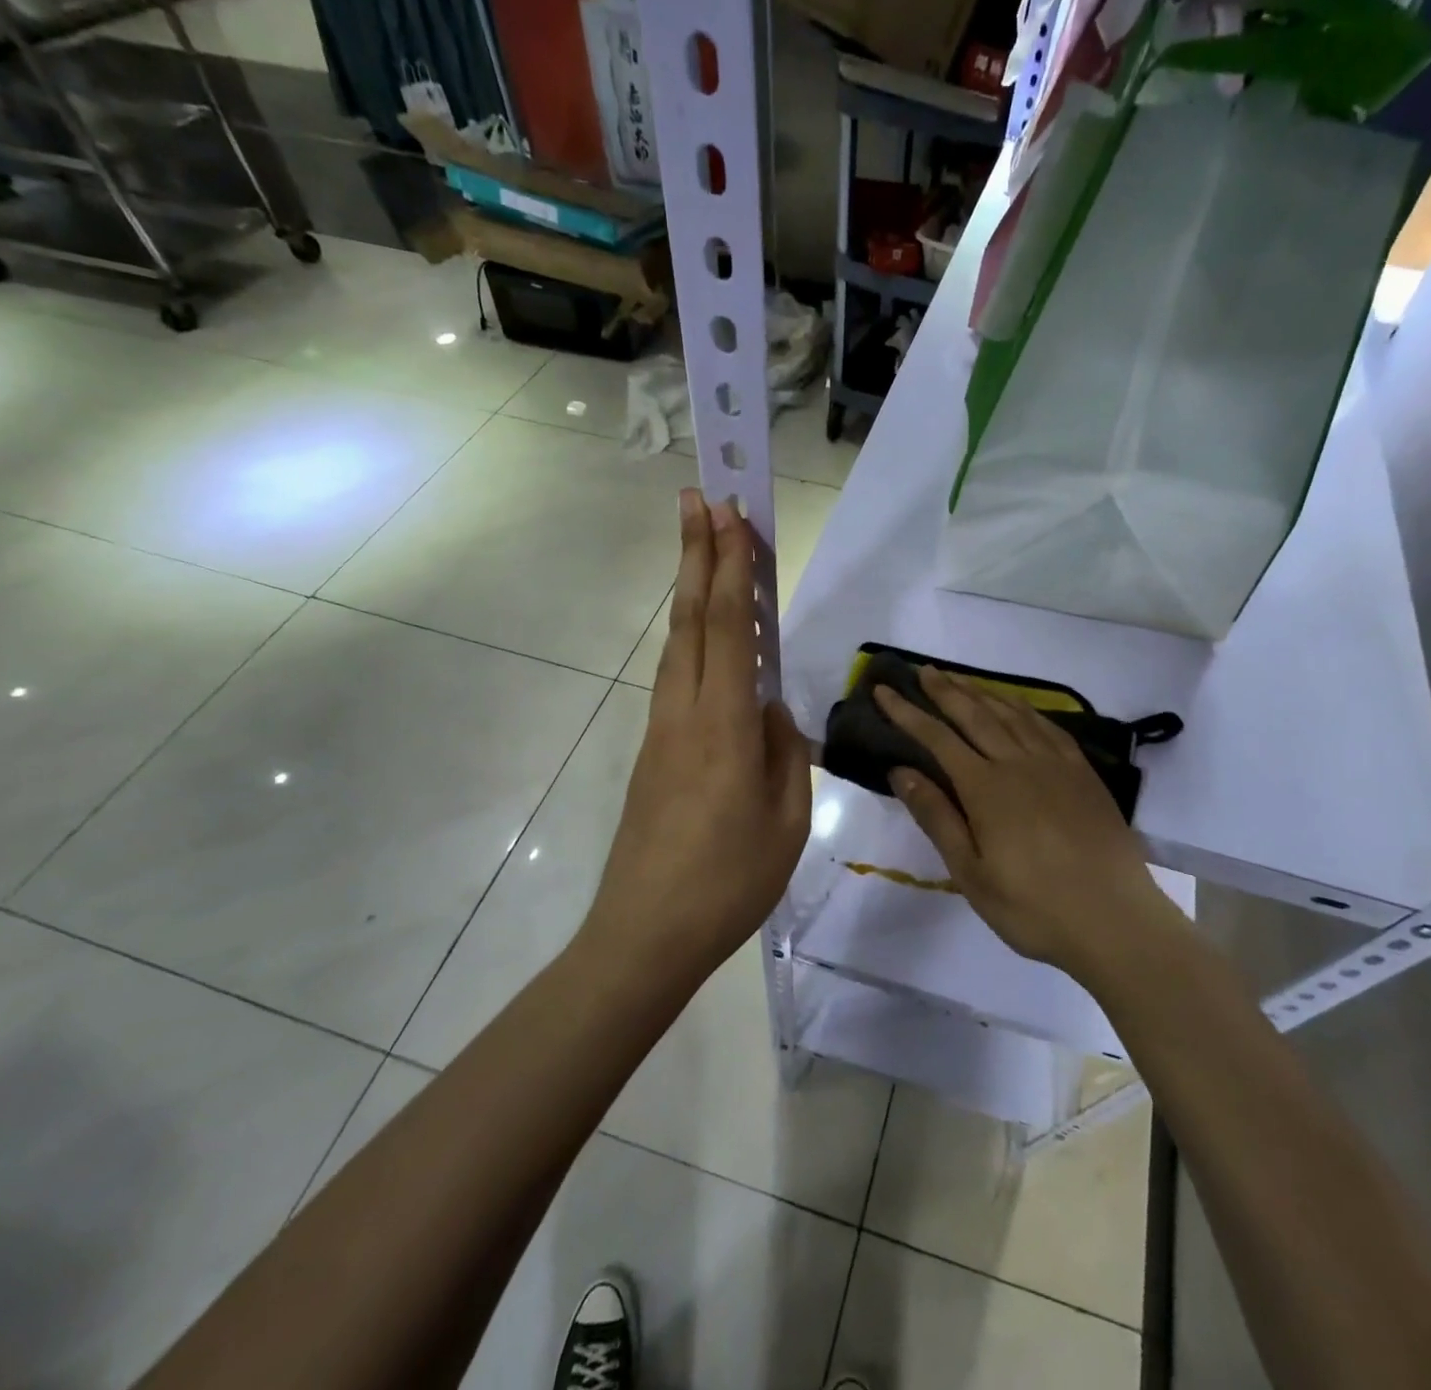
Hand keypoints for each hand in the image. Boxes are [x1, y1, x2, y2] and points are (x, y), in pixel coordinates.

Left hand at [582, 490, 810, 981]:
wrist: (645, 933)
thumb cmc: (728, 883)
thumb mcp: (785, 821)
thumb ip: (783, 754)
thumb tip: (771, 711)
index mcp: (723, 726)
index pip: (729, 628)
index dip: (729, 567)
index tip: (728, 515)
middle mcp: (685, 712)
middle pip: (691, 618)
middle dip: (697, 554)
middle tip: (700, 499)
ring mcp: (662, 730)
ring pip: (677, 643)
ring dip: (691, 590)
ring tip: (704, 549)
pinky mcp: (654, 750)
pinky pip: (676, 676)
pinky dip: (692, 636)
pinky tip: (706, 635)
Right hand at [876, 668, 1177, 981]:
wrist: (1115, 921)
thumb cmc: (1033, 907)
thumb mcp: (971, 873)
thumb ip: (937, 817)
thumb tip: (901, 770)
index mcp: (986, 788)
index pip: (937, 738)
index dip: (908, 713)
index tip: (884, 691)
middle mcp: (1019, 763)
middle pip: (974, 715)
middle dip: (944, 690)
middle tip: (923, 670)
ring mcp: (1056, 764)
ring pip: (1011, 714)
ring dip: (981, 692)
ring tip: (960, 679)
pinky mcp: (1083, 773)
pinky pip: (1047, 726)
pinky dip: (1024, 708)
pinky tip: (1016, 706)